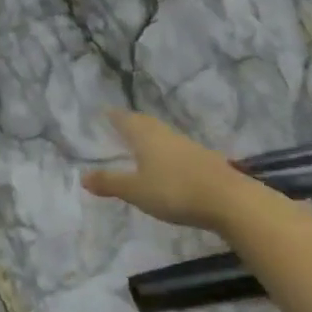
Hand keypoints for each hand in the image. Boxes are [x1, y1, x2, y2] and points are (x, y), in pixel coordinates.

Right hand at [82, 111, 244, 233]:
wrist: (228, 200)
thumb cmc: (174, 191)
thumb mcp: (136, 191)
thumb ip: (110, 183)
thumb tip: (83, 176)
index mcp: (145, 137)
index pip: (126, 120)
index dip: (114, 116)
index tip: (105, 112)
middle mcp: (165, 135)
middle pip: (145, 123)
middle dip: (132, 122)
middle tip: (120, 123)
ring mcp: (187, 146)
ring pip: (162, 134)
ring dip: (150, 135)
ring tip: (140, 141)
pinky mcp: (204, 160)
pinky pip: (177, 148)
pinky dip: (166, 150)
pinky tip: (168, 161)